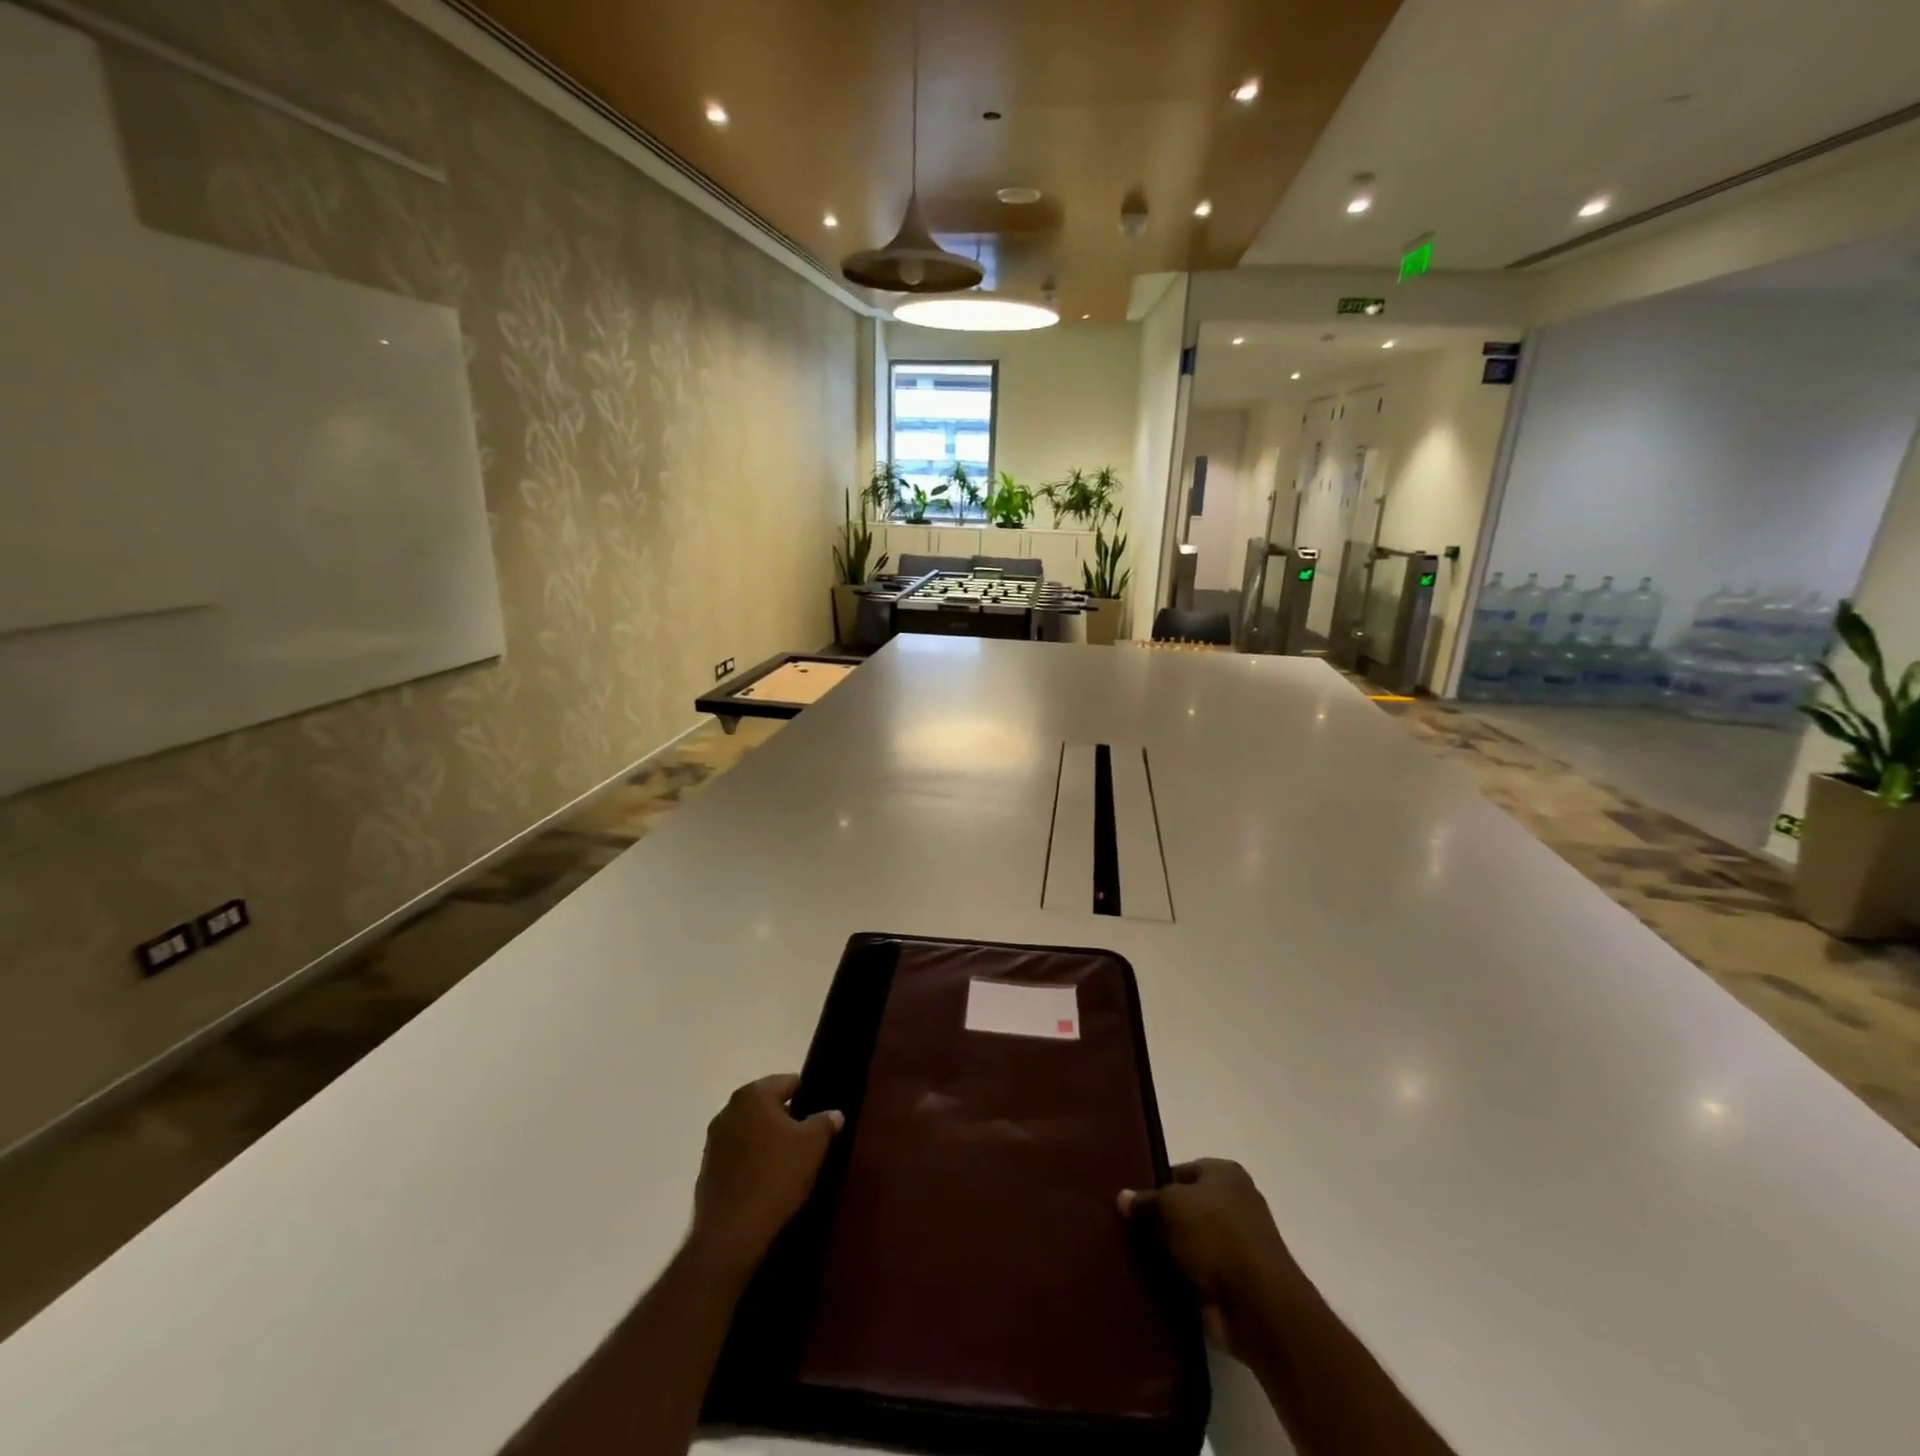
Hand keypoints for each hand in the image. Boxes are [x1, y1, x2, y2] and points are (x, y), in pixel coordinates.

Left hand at [690, 1074, 841, 1275]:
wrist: (731, 1234)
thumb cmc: (776, 1176)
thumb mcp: (813, 1145)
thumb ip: (825, 1121)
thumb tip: (833, 1113)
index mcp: (753, 1094)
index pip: (789, 1082)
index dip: (808, 1096)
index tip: (821, 1116)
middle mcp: (728, 1110)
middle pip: (767, 1105)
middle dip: (787, 1119)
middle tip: (808, 1140)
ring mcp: (713, 1141)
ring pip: (751, 1131)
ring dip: (768, 1141)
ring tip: (789, 1163)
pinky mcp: (706, 1170)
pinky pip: (737, 1156)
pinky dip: (752, 1162)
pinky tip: (767, 1182)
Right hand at [1119, 1159, 1307, 1361]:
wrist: (1259, 1305)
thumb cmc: (1215, 1236)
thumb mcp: (1170, 1206)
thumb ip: (1145, 1200)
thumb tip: (1122, 1197)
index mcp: (1226, 1174)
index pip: (1181, 1171)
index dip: (1156, 1185)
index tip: (1133, 1204)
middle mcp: (1237, 1203)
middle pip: (1188, 1207)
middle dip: (1162, 1221)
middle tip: (1131, 1232)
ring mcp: (1241, 1245)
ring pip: (1193, 1242)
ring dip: (1172, 1252)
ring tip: (1138, 1259)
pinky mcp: (1238, 1282)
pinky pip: (1201, 1273)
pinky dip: (1184, 1278)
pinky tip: (1158, 1283)